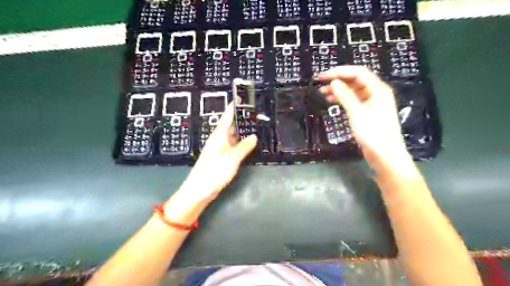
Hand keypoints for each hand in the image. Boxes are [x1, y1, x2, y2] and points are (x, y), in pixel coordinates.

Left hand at [179, 103, 259, 202]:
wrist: (199, 190)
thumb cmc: (214, 171)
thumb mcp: (232, 158)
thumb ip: (244, 147)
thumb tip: (254, 136)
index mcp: (219, 135)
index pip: (226, 117)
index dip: (232, 108)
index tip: (239, 98)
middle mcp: (218, 140)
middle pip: (230, 126)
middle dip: (240, 119)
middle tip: (254, 112)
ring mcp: (220, 150)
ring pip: (232, 137)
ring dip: (242, 132)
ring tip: (255, 126)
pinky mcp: (221, 159)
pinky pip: (233, 147)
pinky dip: (241, 144)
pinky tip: (248, 144)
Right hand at [318, 64, 408, 164]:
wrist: (384, 155)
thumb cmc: (373, 133)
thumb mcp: (357, 113)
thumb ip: (345, 96)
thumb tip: (334, 82)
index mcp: (378, 89)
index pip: (358, 72)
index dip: (340, 71)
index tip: (323, 76)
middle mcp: (376, 92)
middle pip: (355, 80)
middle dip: (338, 79)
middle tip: (320, 82)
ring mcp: (372, 102)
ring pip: (353, 90)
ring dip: (338, 89)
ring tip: (322, 92)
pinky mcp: (367, 112)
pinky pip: (353, 100)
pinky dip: (342, 99)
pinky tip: (331, 100)